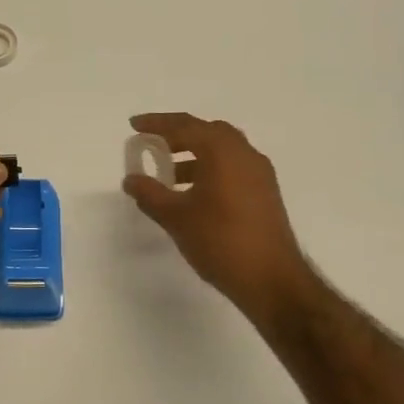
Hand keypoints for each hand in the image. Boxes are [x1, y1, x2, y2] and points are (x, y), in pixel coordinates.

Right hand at [122, 113, 316, 323]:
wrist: (272, 280)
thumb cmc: (220, 241)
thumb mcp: (176, 217)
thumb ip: (150, 193)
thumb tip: (131, 179)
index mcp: (222, 151)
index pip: (184, 126)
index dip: (156, 123)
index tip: (134, 125)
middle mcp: (244, 154)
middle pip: (206, 131)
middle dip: (177, 135)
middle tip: (153, 145)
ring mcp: (259, 173)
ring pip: (222, 150)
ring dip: (194, 154)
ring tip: (168, 175)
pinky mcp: (265, 193)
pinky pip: (232, 167)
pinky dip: (210, 169)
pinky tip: (193, 194)